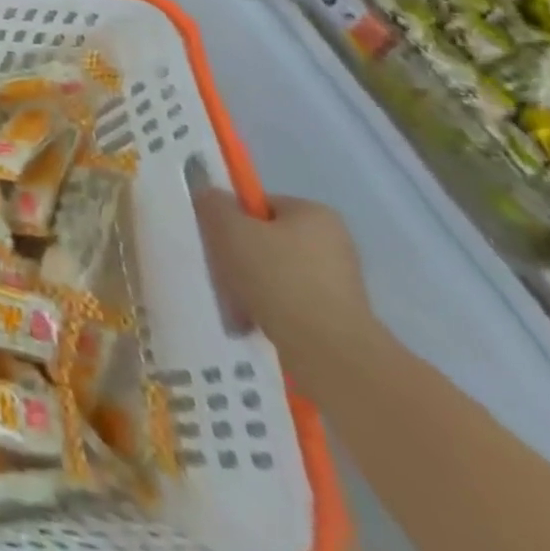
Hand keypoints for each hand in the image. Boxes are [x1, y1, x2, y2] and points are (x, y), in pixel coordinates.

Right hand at [194, 189, 375, 389]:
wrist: (328, 353)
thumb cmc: (277, 277)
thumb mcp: (228, 228)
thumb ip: (213, 204)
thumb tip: (210, 197)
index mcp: (315, 213)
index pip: (260, 205)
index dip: (232, 219)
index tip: (216, 240)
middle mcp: (335, 243)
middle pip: (267, 240)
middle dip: (240, 256)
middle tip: (219, 272)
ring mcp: (340, 284)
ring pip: (276, 274)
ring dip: (251, 285)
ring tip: (233, 303)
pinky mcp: (338, 320)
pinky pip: (290, 304)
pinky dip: (268, 310)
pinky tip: (252, 322)